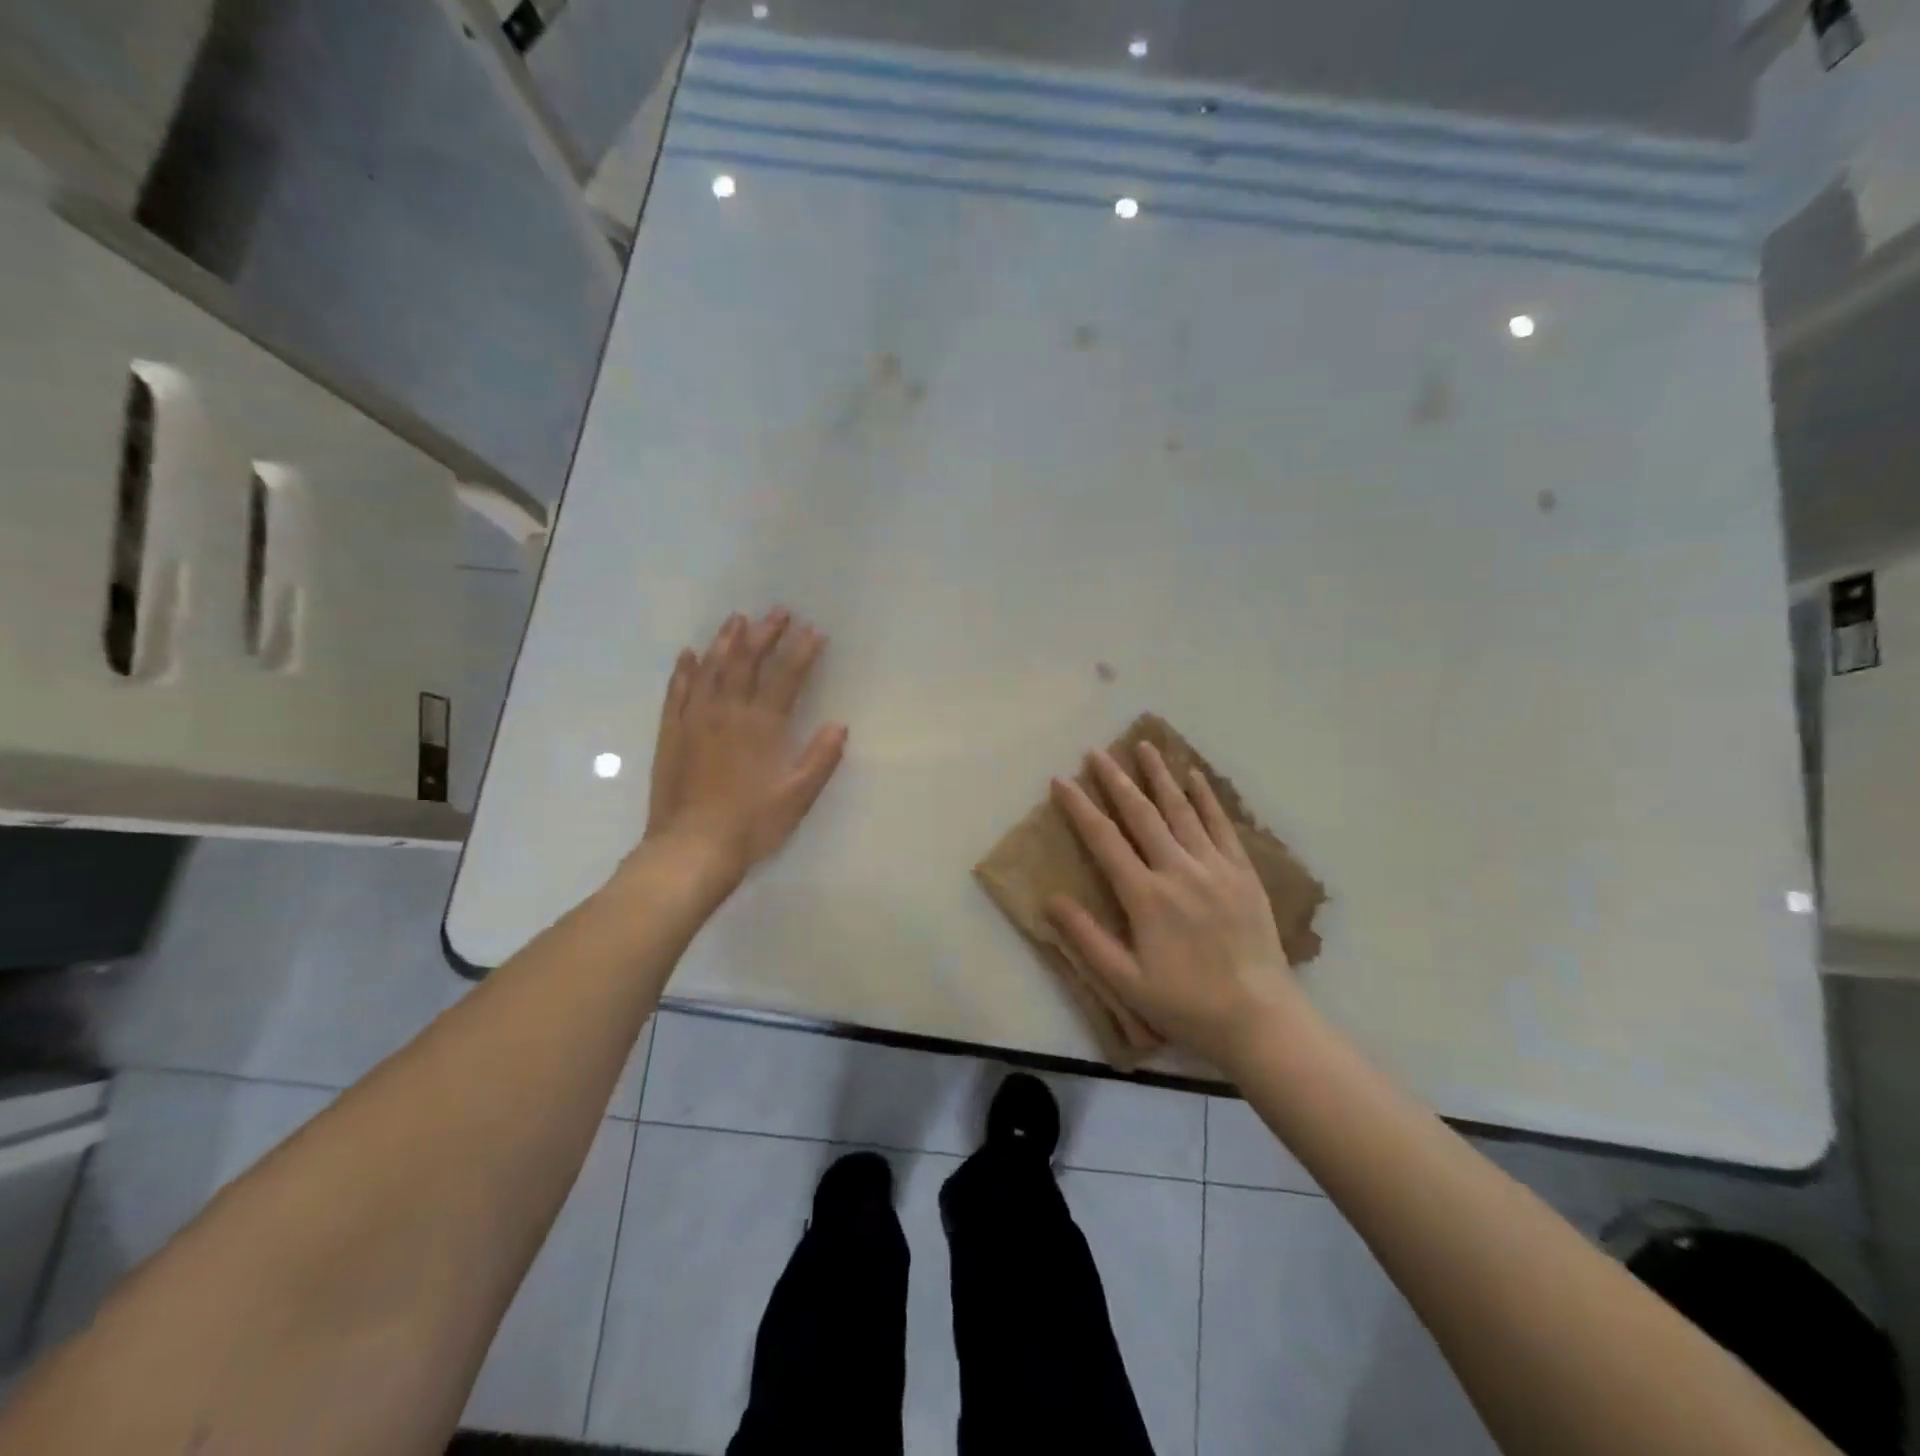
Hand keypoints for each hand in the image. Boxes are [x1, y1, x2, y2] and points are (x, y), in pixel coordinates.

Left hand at [637, 608, 846, 886]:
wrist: (691, 848)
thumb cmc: (751, 825)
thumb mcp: (797, 797)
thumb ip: (819, 759)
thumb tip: (839, 725)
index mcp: (762, 726)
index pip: (786, 677)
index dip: (802, 651)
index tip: (815, 630)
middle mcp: (728, 712)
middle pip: (747, 662)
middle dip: (765, 634)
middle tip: (777, 611)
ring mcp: (695, 720)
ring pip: (711, 669)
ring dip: (726, 641)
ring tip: (737, 619)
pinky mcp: (671, 733)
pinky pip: (677, 692)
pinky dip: (684, 670)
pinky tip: (689, 655)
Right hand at [1048, 744, 1304, 1072]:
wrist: (1259, 1018)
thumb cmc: (1186, 1004)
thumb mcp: (1126, 981)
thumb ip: (1087, 938)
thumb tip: (1050, 899)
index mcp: (1146, 897)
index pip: (1104, 840)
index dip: (1080, 807)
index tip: (1061, 780)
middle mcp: (1179, 871)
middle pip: (1142, 814)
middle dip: (1116, 780)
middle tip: (1097, 751)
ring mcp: (1215, 868)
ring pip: (1182, 810)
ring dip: (1160, 776)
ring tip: (1144, 745)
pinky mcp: (1243, 873)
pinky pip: (1221, 825)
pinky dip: (1207, 797)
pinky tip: (1194, 776)